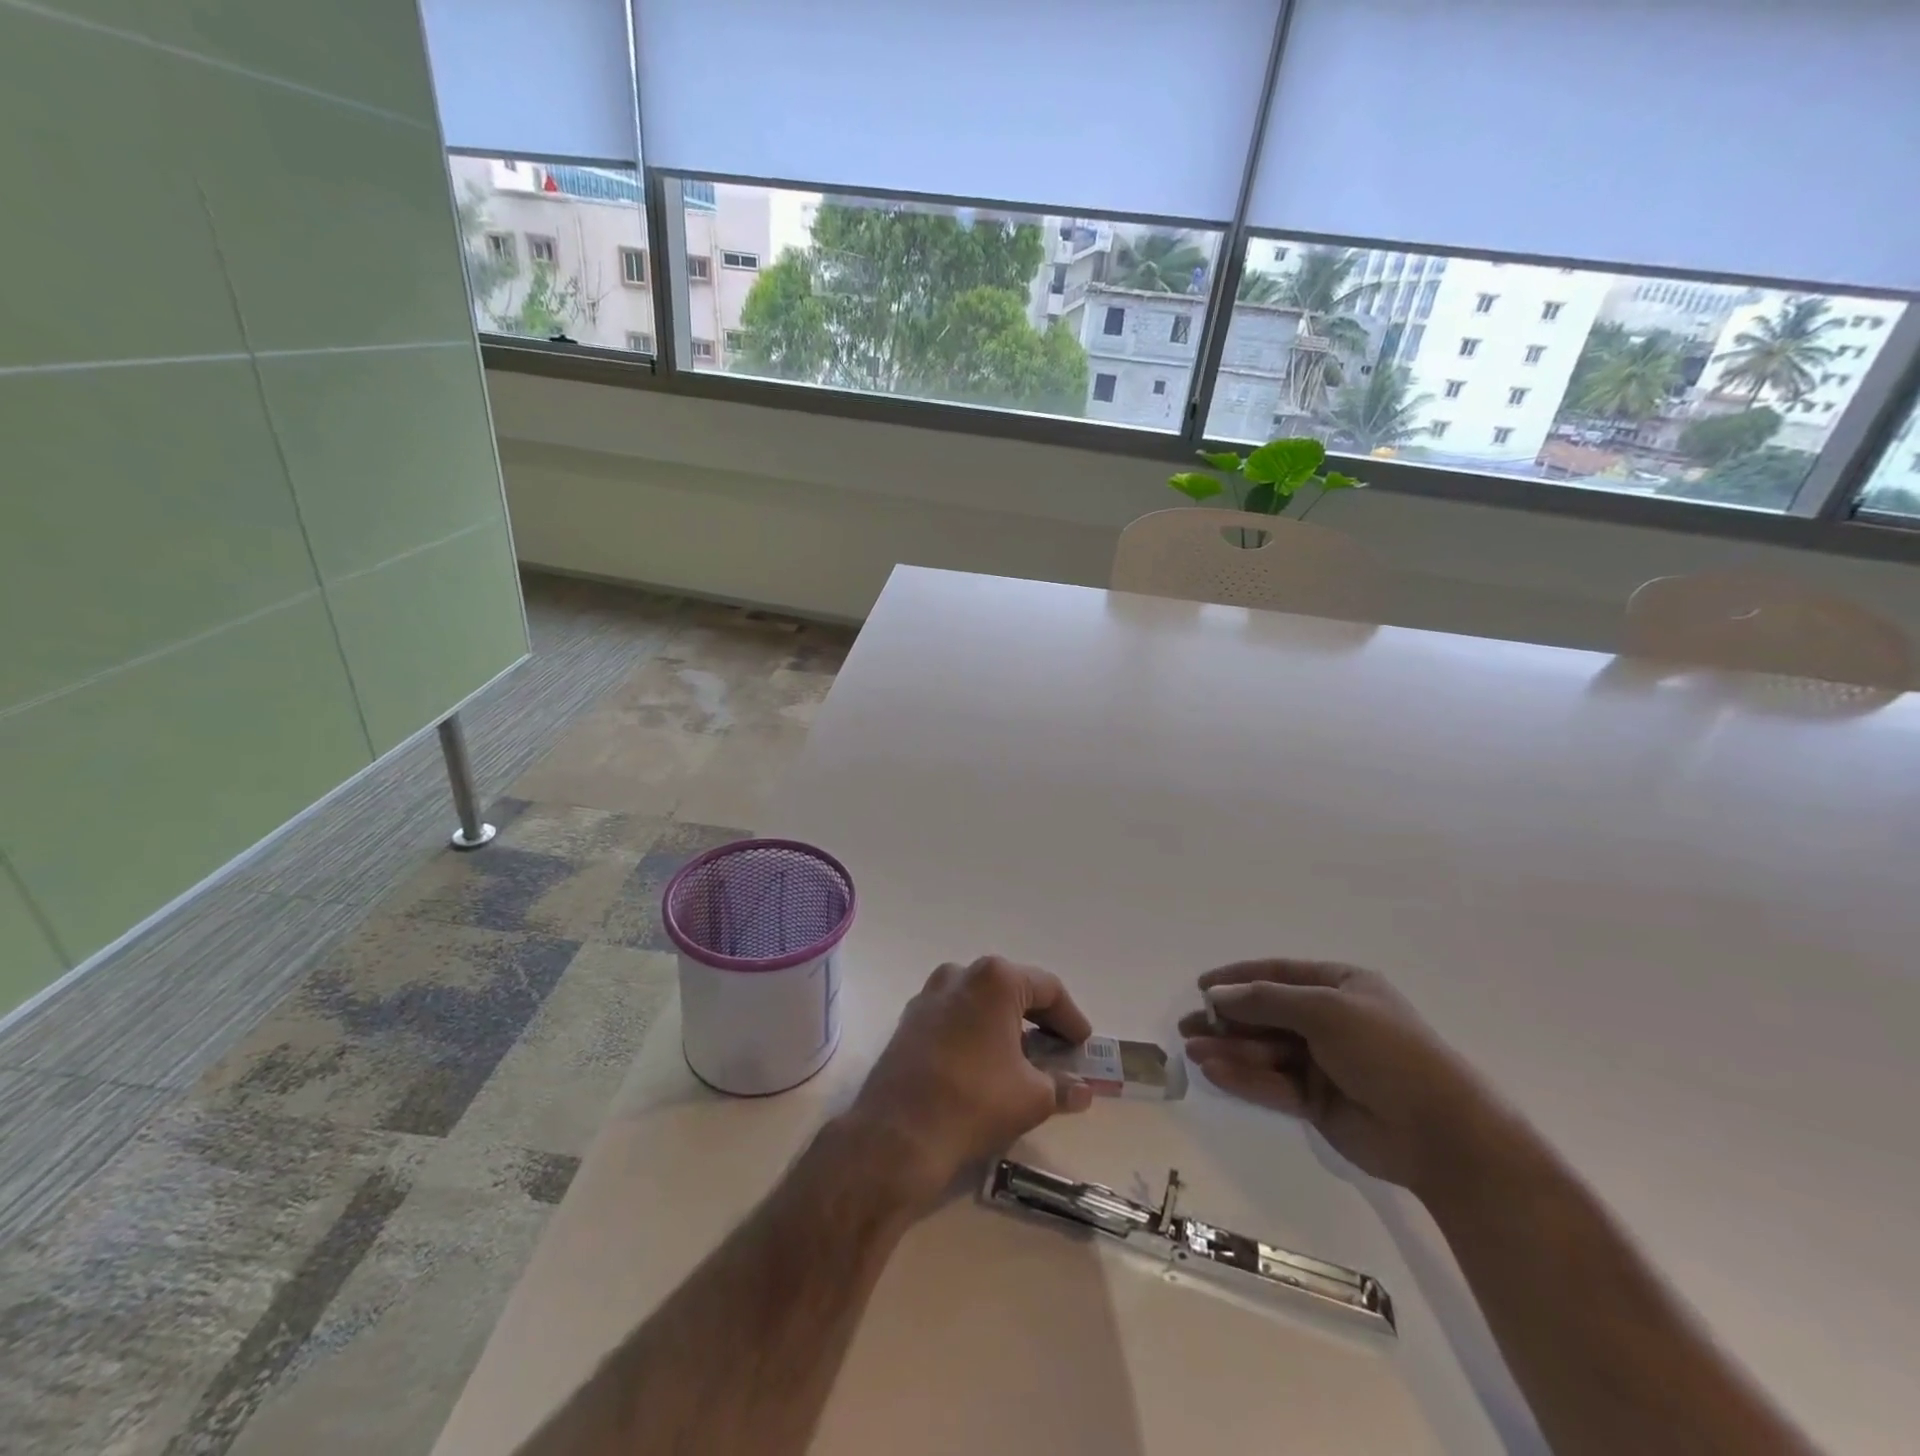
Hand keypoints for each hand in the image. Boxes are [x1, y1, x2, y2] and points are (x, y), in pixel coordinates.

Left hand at [844, 957, 1094, 1214]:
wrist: (898, 1134)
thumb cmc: (976, 1102)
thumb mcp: (1033, 1097)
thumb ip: (1063, 1086)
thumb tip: (1081, 1090)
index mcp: (995, 979)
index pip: (1047, 988)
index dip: (1070, 1017)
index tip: (1083, 1045)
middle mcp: (960, 974)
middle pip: (1011, 989)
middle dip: (1038, 1019)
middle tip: (1058, 1050)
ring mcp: (929, 995)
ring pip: (980, 1002)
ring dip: (1004, 1025)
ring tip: (1023, 1059)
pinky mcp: (909, 1020)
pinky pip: (954, 1017)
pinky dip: (975, 1033)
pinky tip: (984, 1064)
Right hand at [1179, 960, 1500, 1197]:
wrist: (1440, 1132)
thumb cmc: (1386, 1051)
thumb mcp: (1324, 1010)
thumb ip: (1266, 1000)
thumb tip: (1215, 994)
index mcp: (1341, 987)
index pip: (1278, 974)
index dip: (1238, 978)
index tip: (1200, 986)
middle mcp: (1330, 1020)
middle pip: (1266, 1015)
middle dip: (1227, 1020)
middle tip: (1187, 1027)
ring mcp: (1323, 1062)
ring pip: (1265, 1051)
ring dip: (1229, 1050)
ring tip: (1193, 1052)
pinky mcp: (1317, 1101)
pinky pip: (1273, 1083)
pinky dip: (1244, 1077)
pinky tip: (1215, 1072)